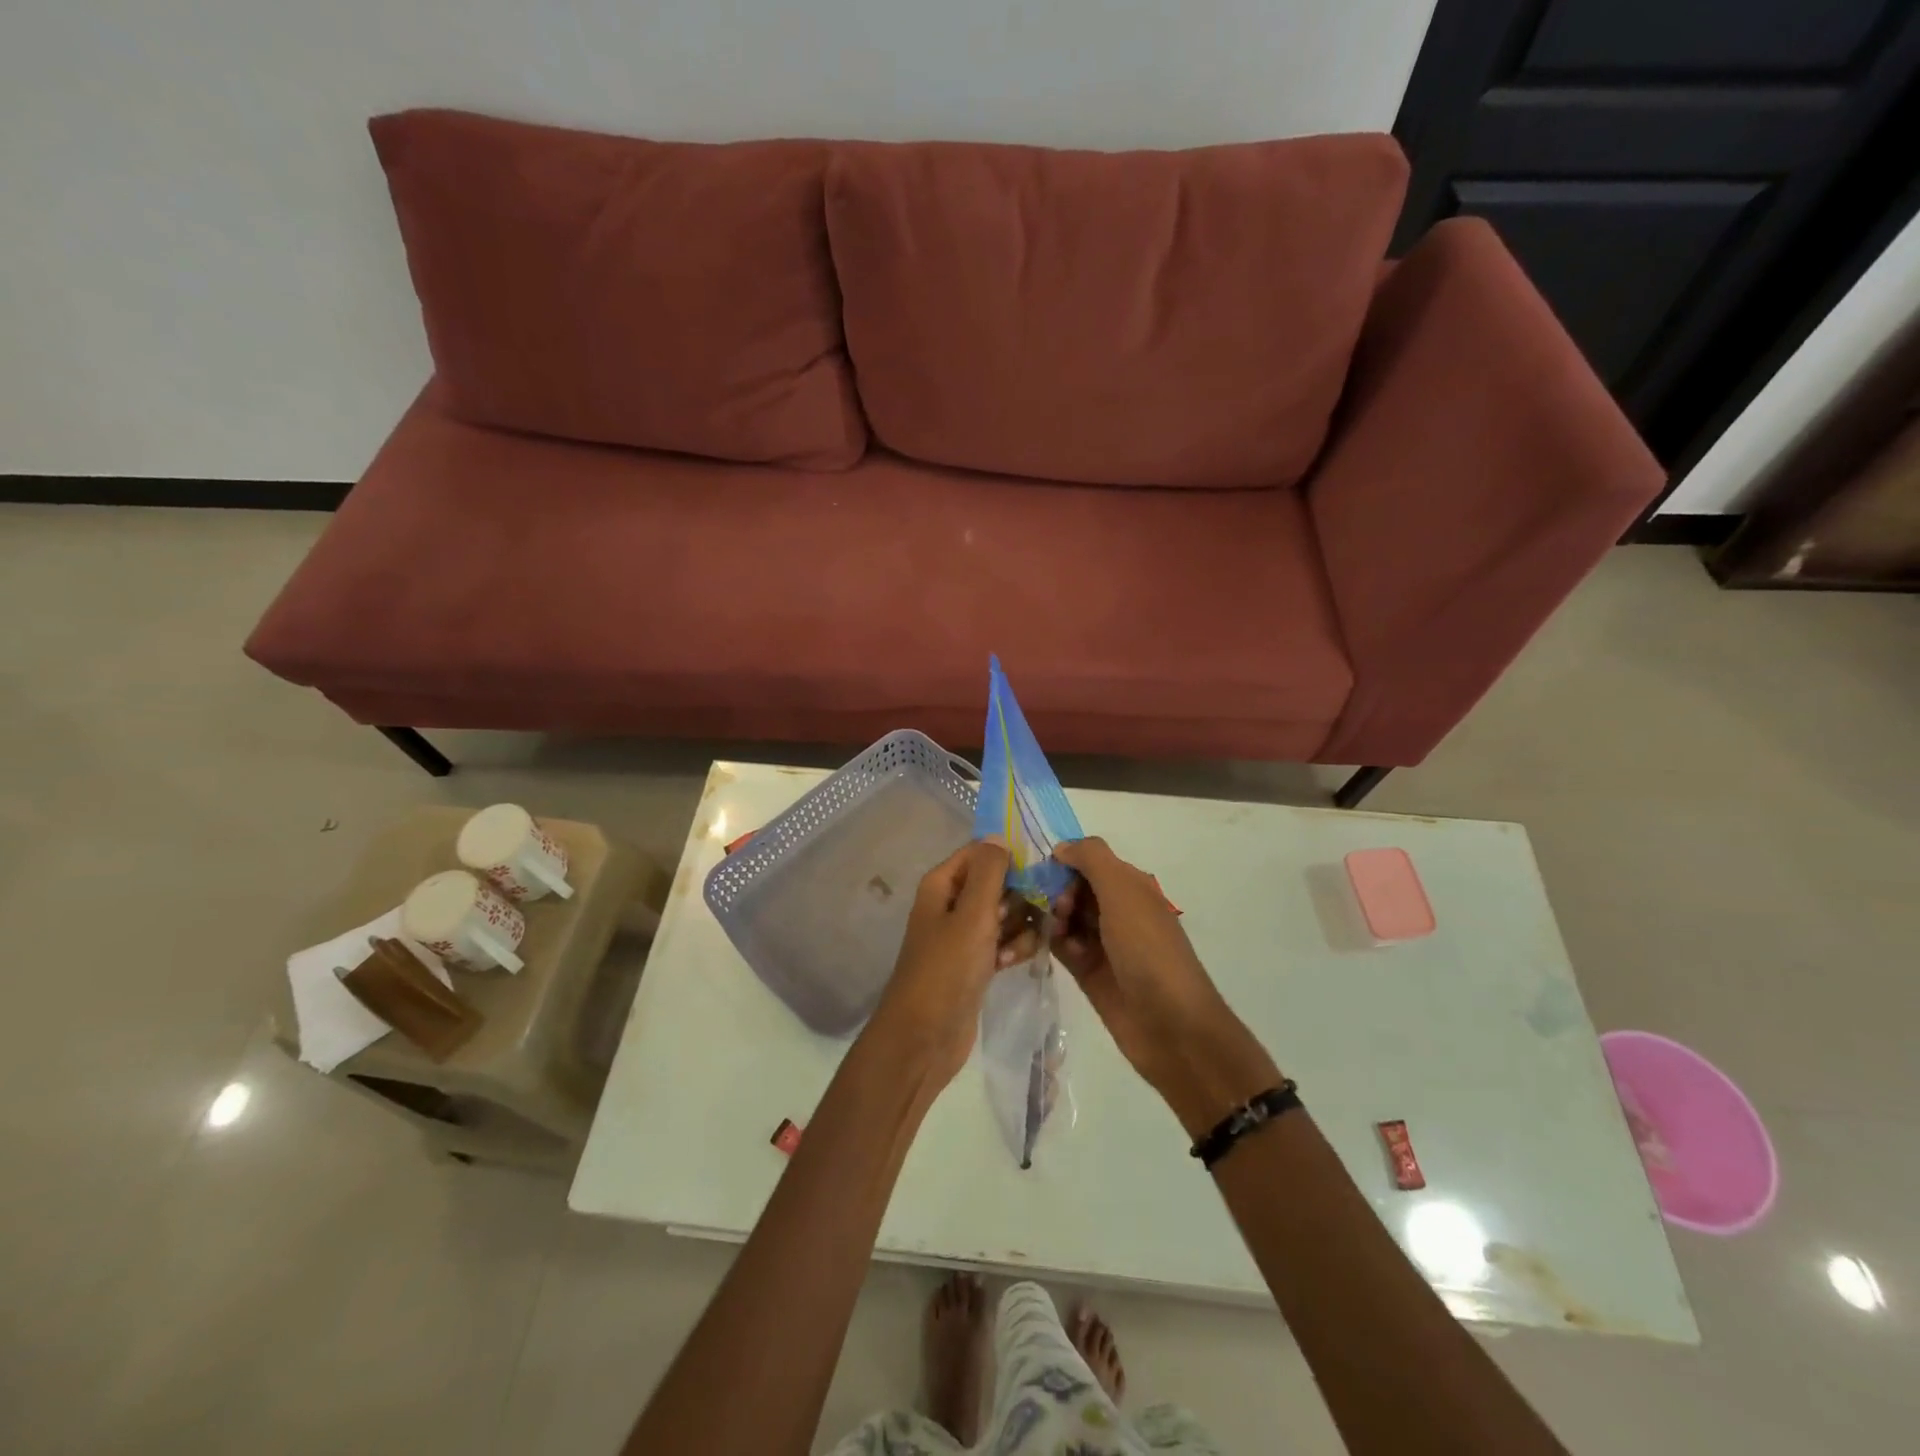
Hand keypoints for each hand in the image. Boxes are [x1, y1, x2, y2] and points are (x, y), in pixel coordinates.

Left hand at [867, 839, 1041, 1086]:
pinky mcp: (974, 963)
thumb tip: (999, 836)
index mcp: (942, 885)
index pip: (980, 853)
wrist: (924, 1037)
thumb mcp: (972, 915)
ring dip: (1019, 926)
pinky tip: (1013, 962)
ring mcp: (962, 935)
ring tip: (1016, 945)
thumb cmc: (946, 969)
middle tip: (1039, 910)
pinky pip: (1002, 942)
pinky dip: (1011, 948)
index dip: (1009, 858)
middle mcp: (950, 904)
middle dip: (1019, 896)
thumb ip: (989, 873)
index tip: (1039, 871)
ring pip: (1004, 914)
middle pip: (996, 883)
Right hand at [1051, 837, 1280, 1136]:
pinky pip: (1062, 945)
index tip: (1045, 873)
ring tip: (1052, 932)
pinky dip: (1052, 941)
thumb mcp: (1123, 892)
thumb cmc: (1148, 950)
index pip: (1088, 859)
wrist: (1171, 1026)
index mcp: (1131, 886)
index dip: (1065, 862)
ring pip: (1064, 916)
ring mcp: (1102, 942)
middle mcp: (1117, 909)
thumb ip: (1091, 859)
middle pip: (1073, 887)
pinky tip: (1048, 947)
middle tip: (1055, 910)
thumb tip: (1061, 847)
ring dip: (1051, 917)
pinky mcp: (1088, 971)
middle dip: (1055, 891)